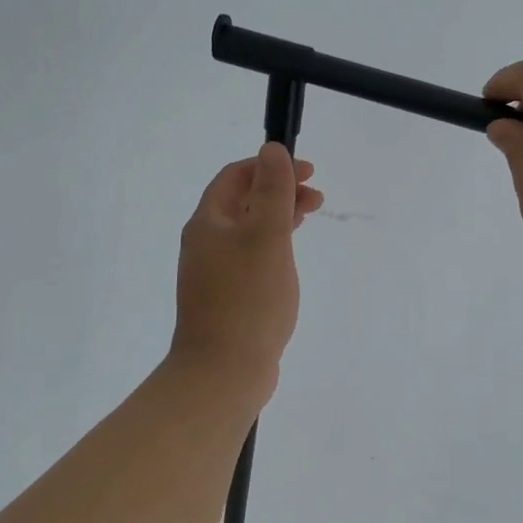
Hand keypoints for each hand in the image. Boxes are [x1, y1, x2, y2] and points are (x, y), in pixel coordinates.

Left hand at [169, 145, 323, 393]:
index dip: (270, 166)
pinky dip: (272, 247)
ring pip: (248, 232)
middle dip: (279, 191)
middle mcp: (205, 245)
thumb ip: (272, 192)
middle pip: (242, 203)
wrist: (223, 372)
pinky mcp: (227, 300)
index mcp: (208, 224)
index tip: (309, 172)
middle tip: (317, 197)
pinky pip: (250, 259)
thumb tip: (272, 150)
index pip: (235, 177)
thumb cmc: (248, 299)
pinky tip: (288, 260)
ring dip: (278, 218)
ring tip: (309, 218)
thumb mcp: (266, 237)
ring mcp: (214, 275)